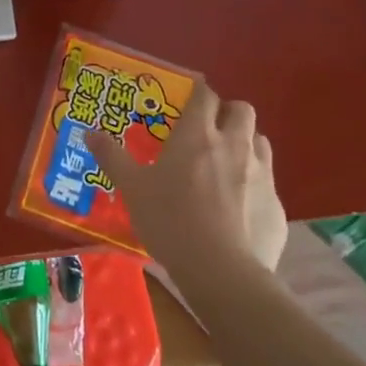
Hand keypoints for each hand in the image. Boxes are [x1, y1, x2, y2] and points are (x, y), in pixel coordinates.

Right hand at [88, 82, 287, 277]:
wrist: (222, 272)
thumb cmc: (171, 221)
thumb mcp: (132, 189)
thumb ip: (112, 157)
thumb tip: (89, 133)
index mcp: (197, 135)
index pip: (205, 95)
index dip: (198, 93)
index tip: (187, 100)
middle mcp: (234, 145)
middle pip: (242, 110)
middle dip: (228, 112)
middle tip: (209, 129)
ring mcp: (261, 174)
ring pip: (260, 141)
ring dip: (246, 143)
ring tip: (227, 163)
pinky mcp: (277, 205)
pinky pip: (268, 182)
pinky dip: (255, 185)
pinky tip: (240, 207)